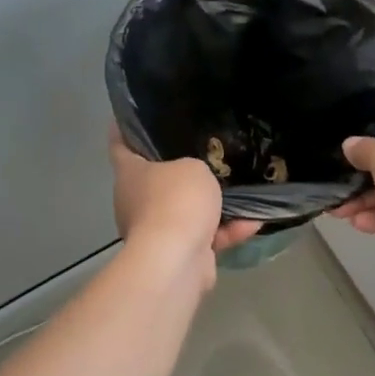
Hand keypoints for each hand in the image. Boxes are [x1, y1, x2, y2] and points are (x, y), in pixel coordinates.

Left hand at [109, 127, 261, 269]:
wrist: (177, 258)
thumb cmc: (177, 199)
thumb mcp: (193, 167)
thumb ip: (195, 167)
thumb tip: (196, 180)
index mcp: (130, 174)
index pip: (120, 145)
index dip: (124, 129)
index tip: (132, 117)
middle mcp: (136, 201)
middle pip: (157, 180)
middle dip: (180, 171)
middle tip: (206, 152)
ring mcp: (156, 231)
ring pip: (186, 211)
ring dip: (212, 206)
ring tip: (240, 189)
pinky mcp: (177, 254)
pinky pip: (205, 236)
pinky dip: (226, 230)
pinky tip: (254, 221)